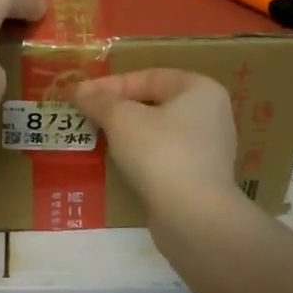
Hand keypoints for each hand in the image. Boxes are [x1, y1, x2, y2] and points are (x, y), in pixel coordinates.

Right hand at [73, 69, 239, 211]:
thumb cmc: (160, 153)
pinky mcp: (202, 179)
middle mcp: (212, 114)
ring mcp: (210, 149)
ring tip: (99, 140)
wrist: (193, 216)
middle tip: (89, 117)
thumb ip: (99, 101)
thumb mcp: (122, 120)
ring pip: (160, 132)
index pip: (150, 76)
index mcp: (200, 90)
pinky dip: (143, 158)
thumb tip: (80, 89)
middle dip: (120, 110)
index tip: (83, 96)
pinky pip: (166, 158)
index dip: (112, 84)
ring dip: (130, 135)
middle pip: (156, 103)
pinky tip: (121, 166)